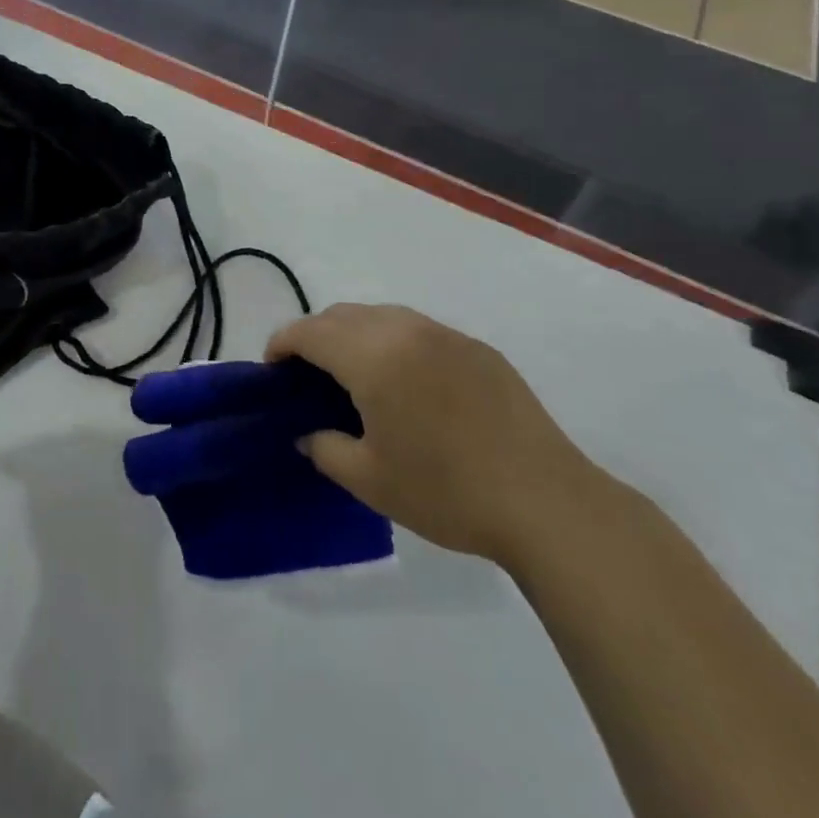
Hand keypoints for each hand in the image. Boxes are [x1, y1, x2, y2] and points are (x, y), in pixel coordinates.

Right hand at [268, 304, 595, 564]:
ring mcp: (446, 335)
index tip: (272, 370)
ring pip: (381, 315)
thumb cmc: (446, 491)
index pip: (310, 331)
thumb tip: (308, 434)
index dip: (281, 344)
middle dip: (314, 335)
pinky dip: (393, 342)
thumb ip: (325, 448)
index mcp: (373, 356)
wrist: (546, 502)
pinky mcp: (477, 349)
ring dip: (353, 334)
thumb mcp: (369, 479)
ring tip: (352, 375)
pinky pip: (418, 330)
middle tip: (307, 375)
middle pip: (342, 315)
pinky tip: (405, 382)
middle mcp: (405, 331)